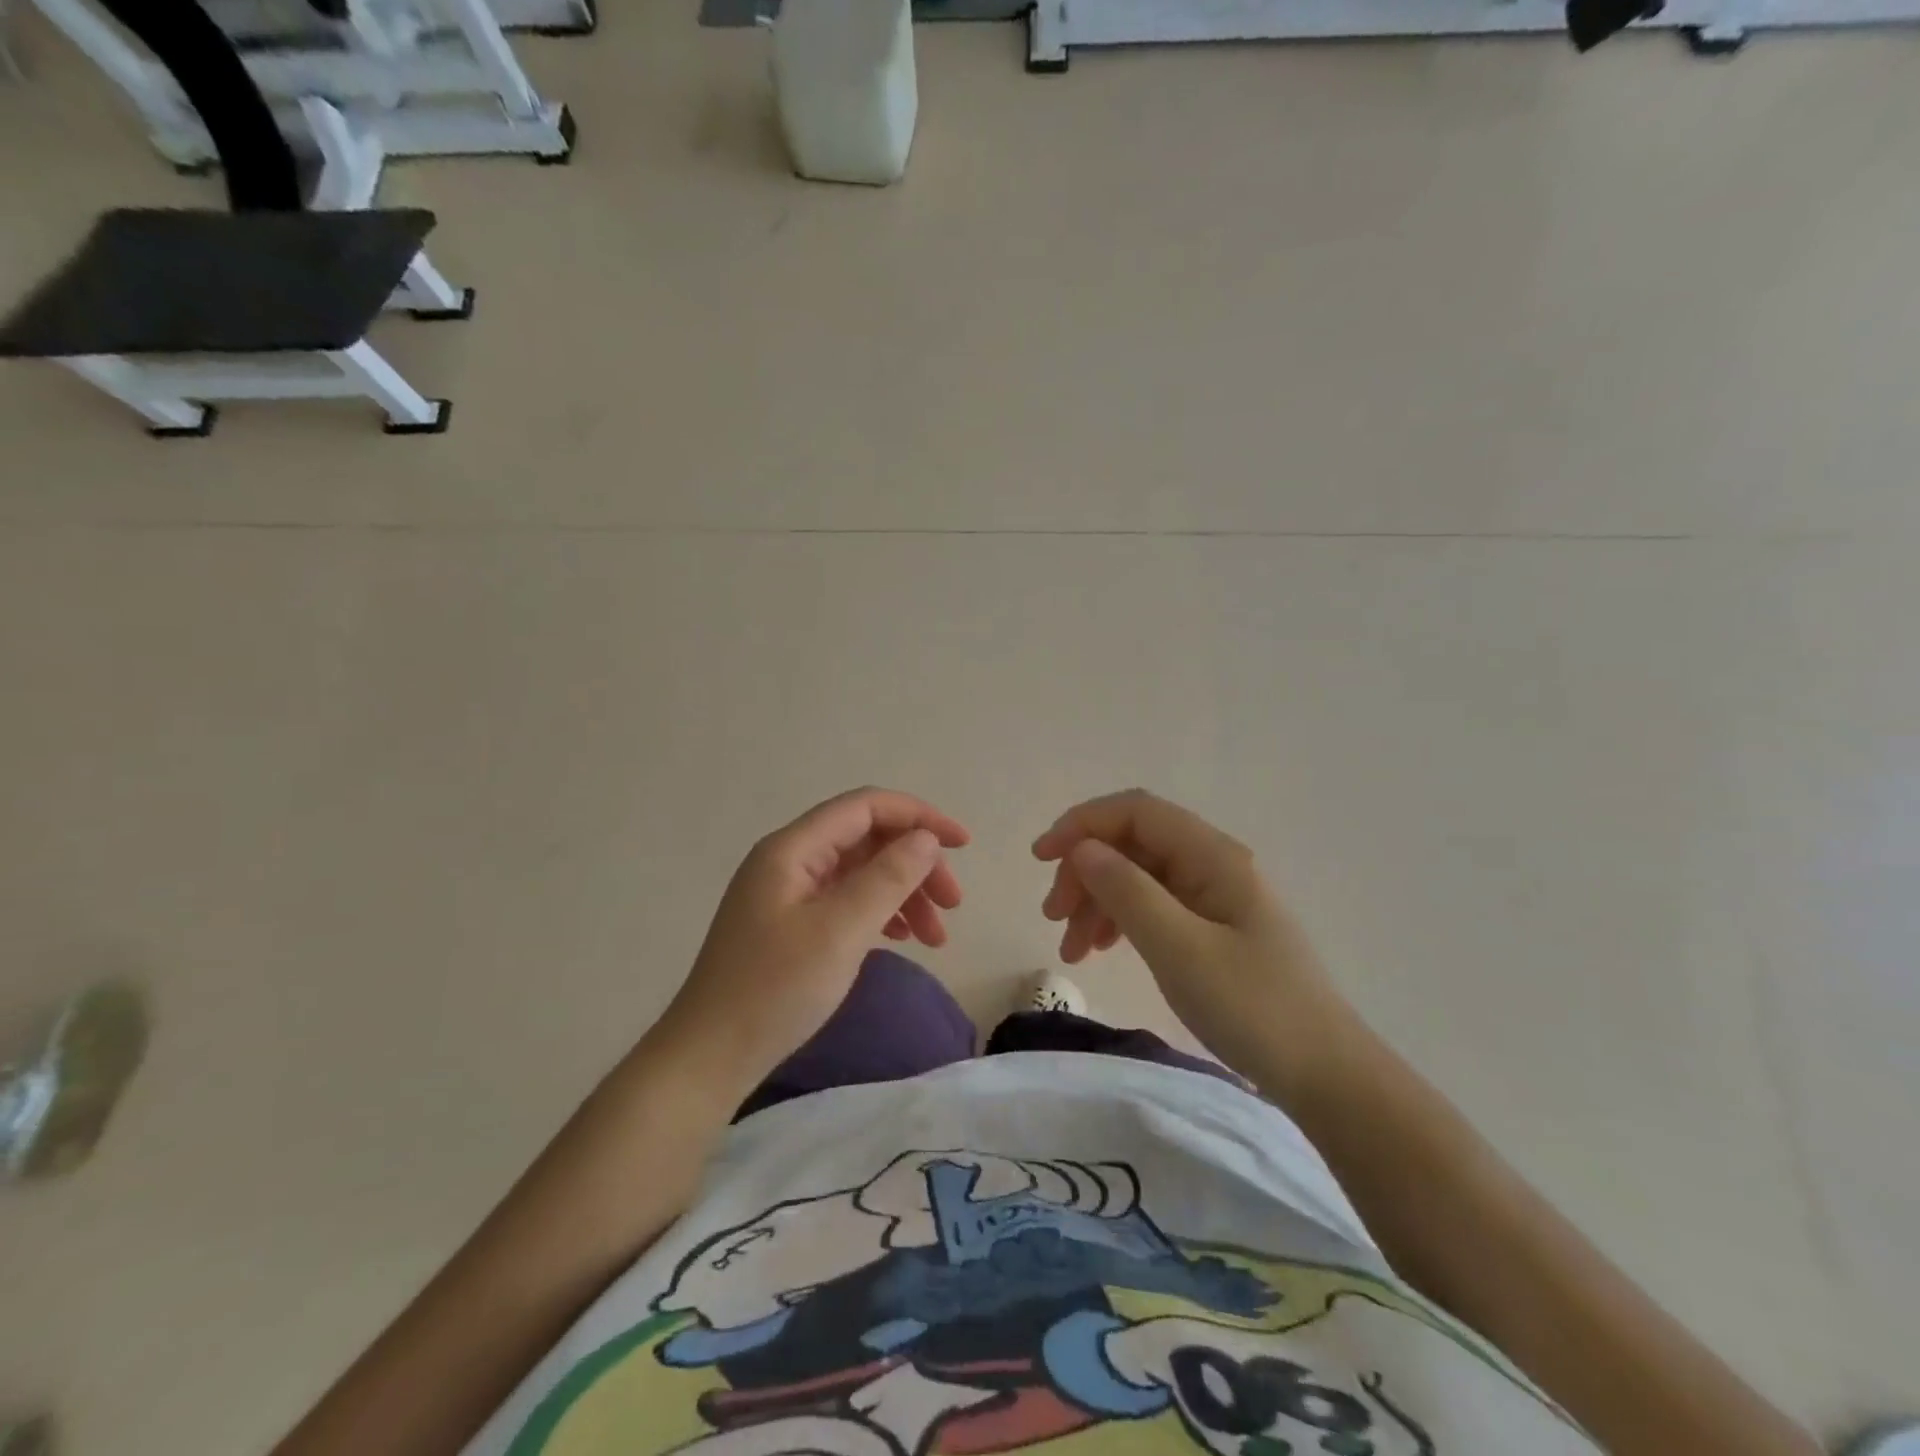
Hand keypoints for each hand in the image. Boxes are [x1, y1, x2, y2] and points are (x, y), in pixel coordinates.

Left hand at [660, 788, 969, 1091]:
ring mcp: (789, 892)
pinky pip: (846, 900)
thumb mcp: (841, 931)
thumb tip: (926, 839)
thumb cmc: (775, 989)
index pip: (866, 807)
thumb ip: (888, 877)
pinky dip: (880, 913)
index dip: (918, 816)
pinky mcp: (791, 923)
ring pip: (861, 872)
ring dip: (903, 892)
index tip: (962, 844)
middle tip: (953, 904)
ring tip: (935, 935)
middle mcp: (790, 860)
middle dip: (915, 863)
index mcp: (793, 848)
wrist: (710, 1056)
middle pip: (867, 839)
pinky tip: (901, 937)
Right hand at [1033, 789, 1359, 1093]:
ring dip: (1096, 901)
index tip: (1041, 860)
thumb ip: (1127, 892)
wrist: (1325, 1074)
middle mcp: (1212, 864)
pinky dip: (1119, 921)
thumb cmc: (1253, 1008)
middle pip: (1132, 843)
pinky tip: (1101, 950)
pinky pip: (1153, 906)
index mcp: (1212, 856)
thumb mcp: (1180, 949)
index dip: (1082, 824)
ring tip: (1071, 949)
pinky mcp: (1212, 927)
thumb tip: (1082, 848)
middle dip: (1084, 871)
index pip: (1135, 812)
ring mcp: (1214, 895)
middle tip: (1052, 917)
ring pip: (1137, 876)